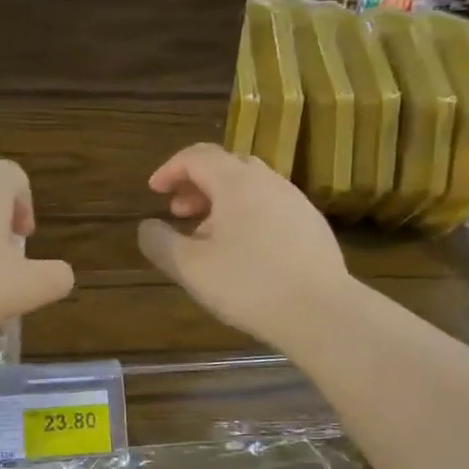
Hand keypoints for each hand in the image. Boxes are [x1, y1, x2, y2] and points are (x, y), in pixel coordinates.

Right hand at [138, 143, 350, 349]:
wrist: (321, 312)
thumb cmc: (248, 285)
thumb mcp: (190, 268)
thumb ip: (160, 243)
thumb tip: (146, 227)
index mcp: (236, 182)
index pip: (197, 156)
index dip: (170, 169)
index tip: (154, 191)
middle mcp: (268, 181)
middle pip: (226, 166)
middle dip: (196, 184)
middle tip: (178, 212)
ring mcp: (295, 201)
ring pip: (250, 188)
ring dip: (221, 202)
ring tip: (206, 236)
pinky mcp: (312, 225)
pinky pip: (270, 206)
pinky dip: (246, 215)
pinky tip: (242, 251)